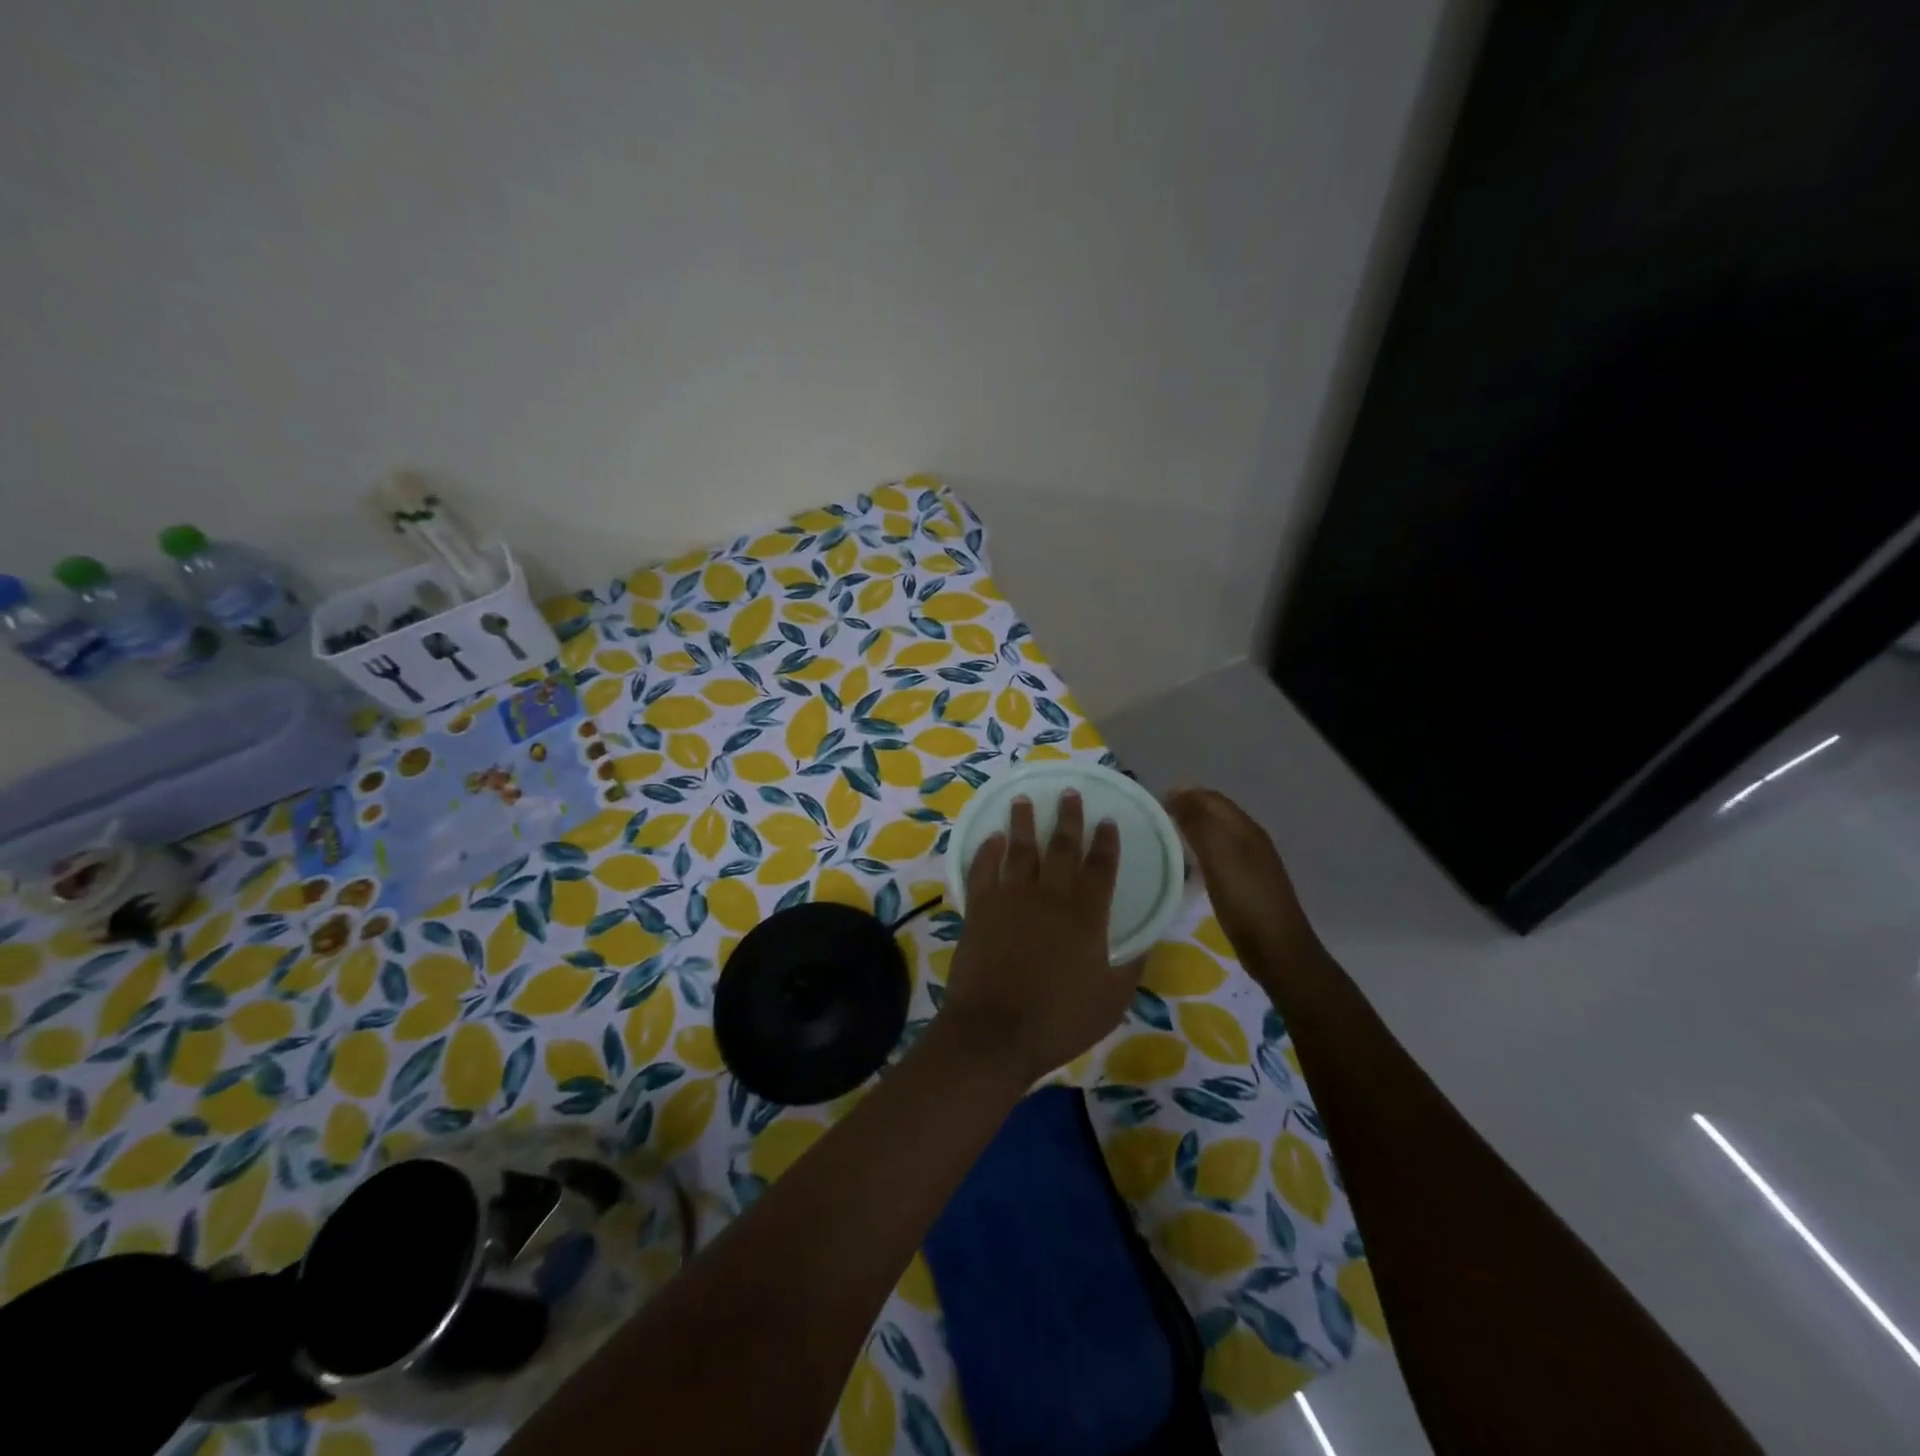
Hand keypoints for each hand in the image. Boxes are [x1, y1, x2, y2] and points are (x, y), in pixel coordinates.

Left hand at [944, 791, 1138, 1082]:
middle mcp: (1050, 896)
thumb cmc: (1058, 1020)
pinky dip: (987, 851)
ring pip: (1020, 849)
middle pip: (1061, 847)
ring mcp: (1011, 899)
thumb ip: (1130, 966)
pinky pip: (983, 869)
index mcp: (1086, 916)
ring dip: (1023, 822)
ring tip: (1023, 799)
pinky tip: (992, 838)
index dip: (1106, 842)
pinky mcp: (980, 908)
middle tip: (1069, 792)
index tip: (1107, 820)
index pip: (1101, 867)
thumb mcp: (1111, 1000)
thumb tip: (1144, 943)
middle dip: (1068, 817)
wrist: (994, 1032)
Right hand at [1165, 788, 1319, 969]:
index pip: (1211, 798)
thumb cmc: (1245, 900)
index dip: (1183, 795)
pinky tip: (1186, 868)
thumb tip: (1177, 793)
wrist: (1277, 949)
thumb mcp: (1219, 856)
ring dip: (1192, 831)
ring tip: (1164, 841)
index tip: (1153, 805)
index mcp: (1245, 828)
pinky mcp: (1246, 885)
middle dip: (1186, 810)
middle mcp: (1250, 840)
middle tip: (1154, 822)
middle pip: (1215, 814)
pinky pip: (1218, 857)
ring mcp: (1251, 863)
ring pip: (1216, 835)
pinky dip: (1200, 854)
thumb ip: (1199, 823)